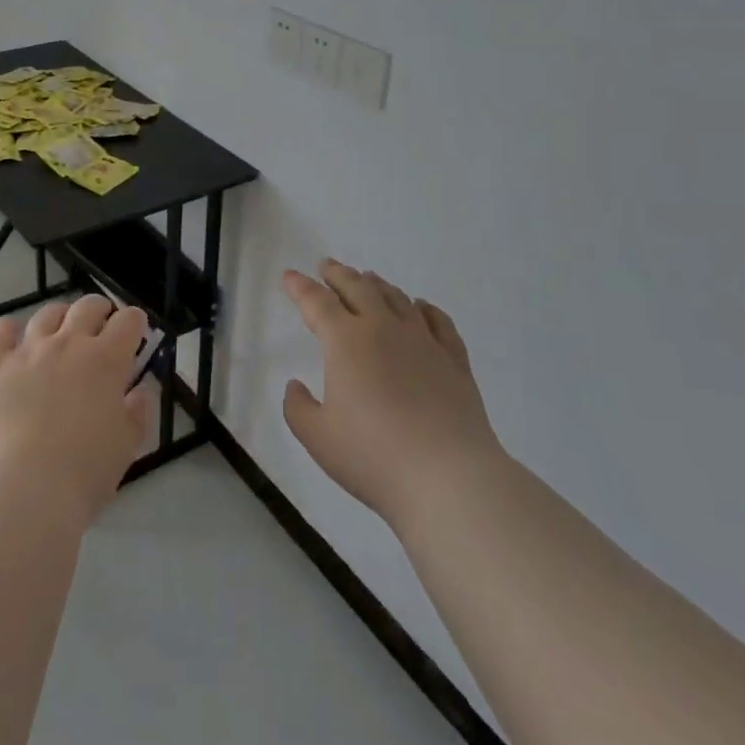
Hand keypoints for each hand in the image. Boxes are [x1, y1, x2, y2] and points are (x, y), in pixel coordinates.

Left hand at [0, 296, 153, 524]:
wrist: (22, 490)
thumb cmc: (84, 473)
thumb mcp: (126, 447)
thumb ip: (138, 412)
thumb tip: (142, 390)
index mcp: (106, 360)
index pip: (128, 321)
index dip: (135, 322)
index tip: (136, 334)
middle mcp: (68, 344)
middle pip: (88, 306)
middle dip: (100, 310)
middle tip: (102, 326)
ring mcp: (28, 351)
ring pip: (47, 313)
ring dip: (61, 316)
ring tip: (62, 330)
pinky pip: (1, 331)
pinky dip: (10, 329)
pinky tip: (15, 340)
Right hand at [282, 261, 503, 525]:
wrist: (449, 478)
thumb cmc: (373, 456)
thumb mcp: (318, 438)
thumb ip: (298, 408)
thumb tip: (296, 387)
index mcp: (345, 341)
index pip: (317, 302)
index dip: (300, 287)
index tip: (290, 276)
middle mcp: (383, 329)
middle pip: (358, 288)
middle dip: (338, 274)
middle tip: (327, 266)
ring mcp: (423, 341)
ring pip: (396, 298)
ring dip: (377, 285)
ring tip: (368, 279)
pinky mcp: (454, 360)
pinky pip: (438, 321)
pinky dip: (425, 308)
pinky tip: (421, 307)